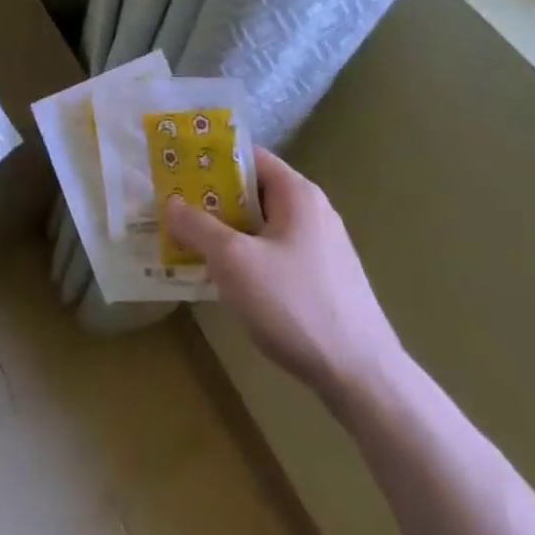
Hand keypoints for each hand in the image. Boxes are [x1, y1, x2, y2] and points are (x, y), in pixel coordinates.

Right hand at [165, 148, 402, 395]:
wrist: (363, 378)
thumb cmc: (295, 304)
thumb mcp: (233, 261)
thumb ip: (198, 226)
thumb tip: (171, 202)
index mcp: (296, 193)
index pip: (247, 157)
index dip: (210, 160)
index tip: (177, 171)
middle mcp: (312, 211)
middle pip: (253, 191)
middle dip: (213, 201)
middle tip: (175, 210)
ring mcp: (322, 247)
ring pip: (263, 227)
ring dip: (228, 233)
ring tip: (191, 245)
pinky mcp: (324, 280)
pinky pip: (276, 253)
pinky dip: (248, 258)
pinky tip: (227, 282)